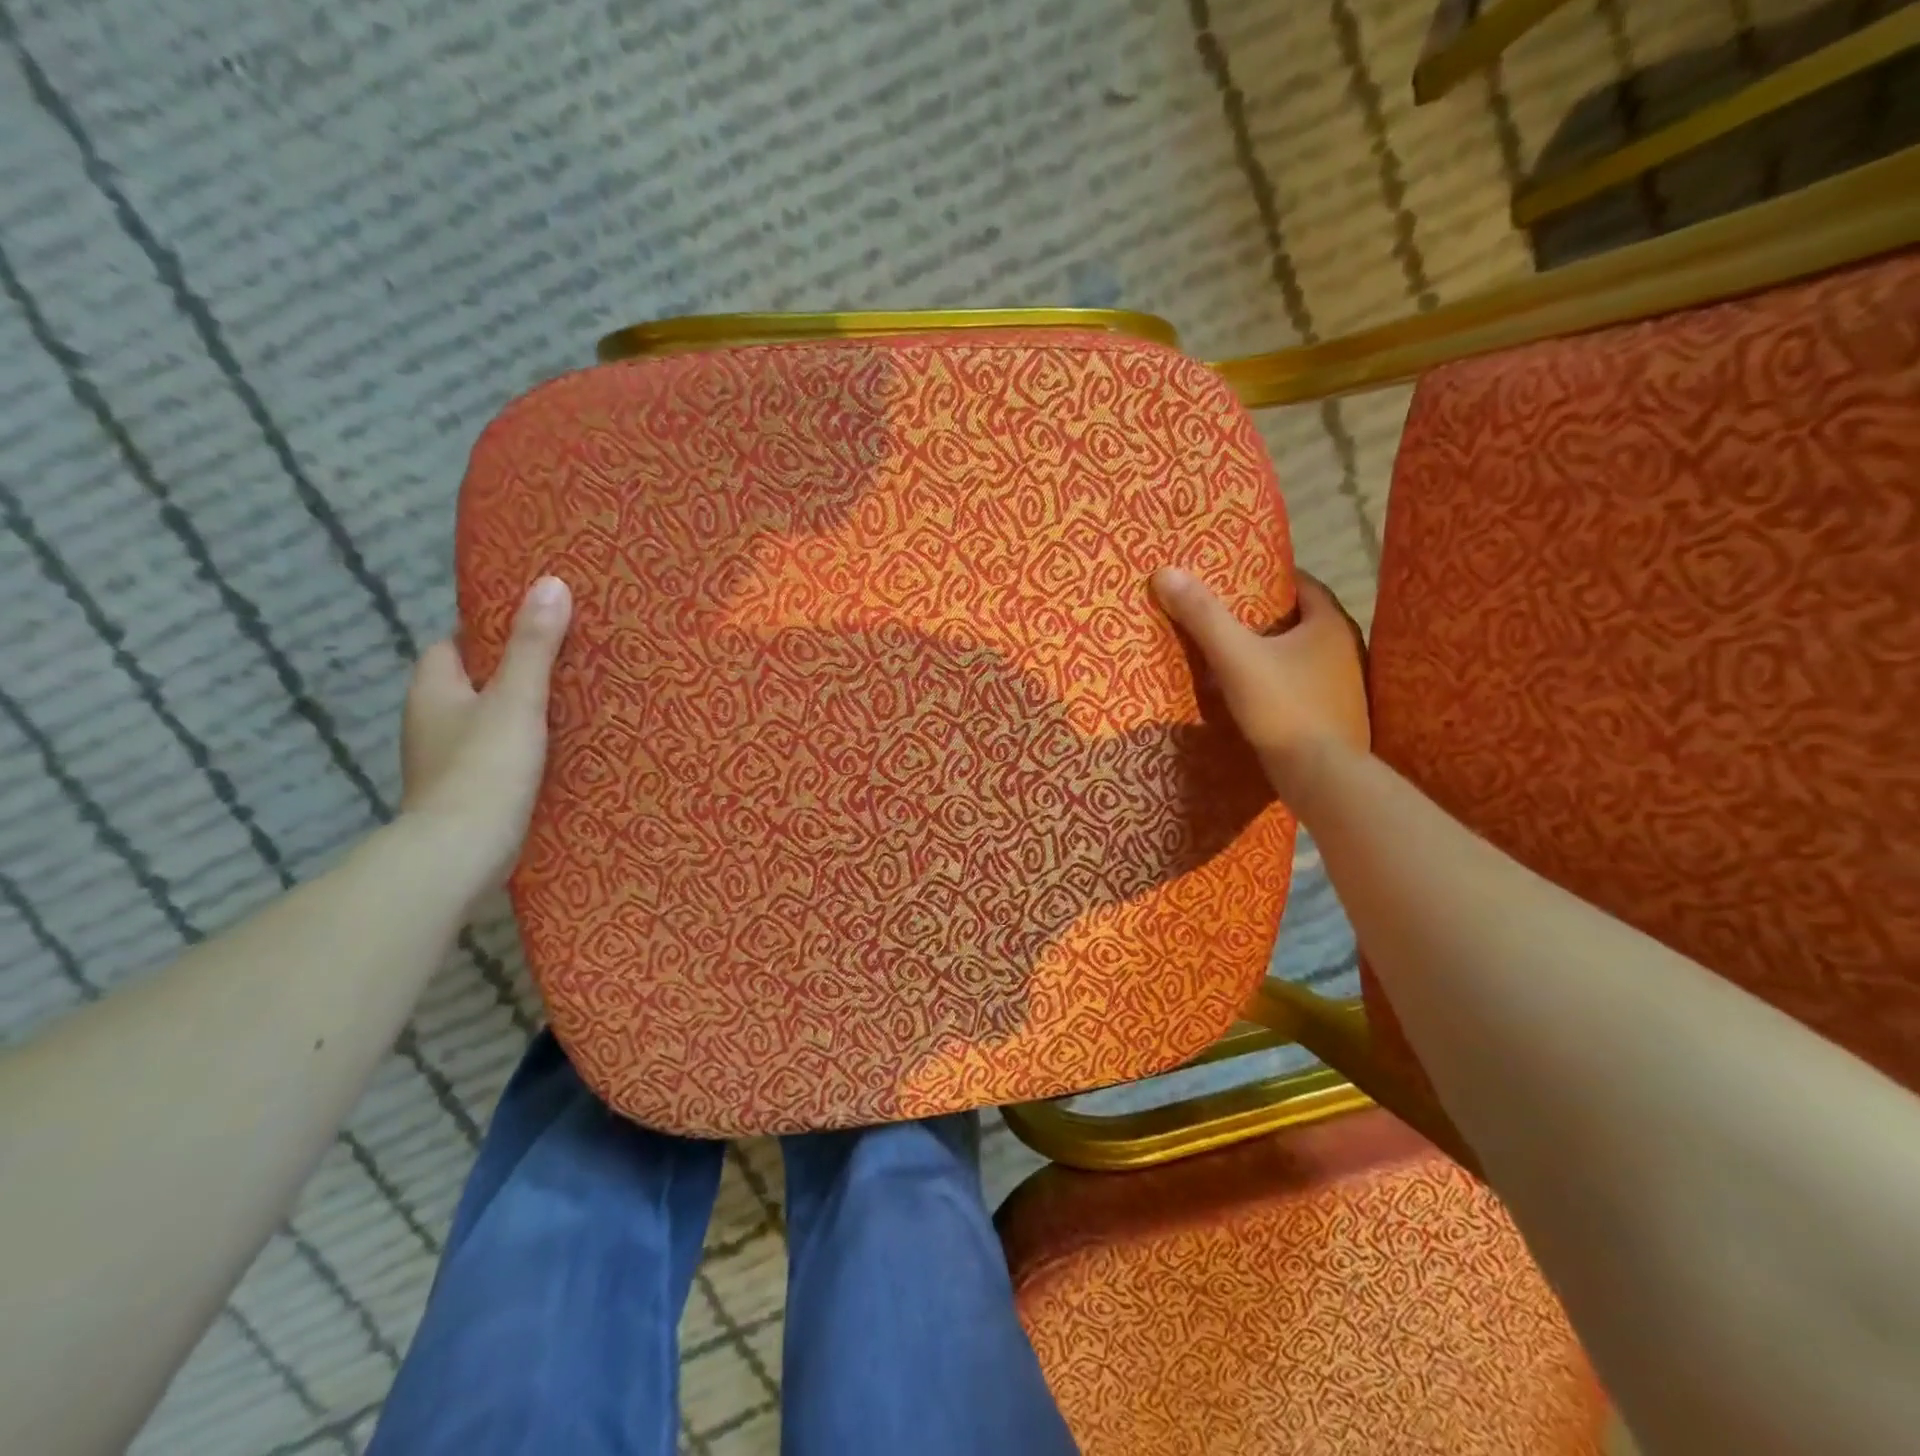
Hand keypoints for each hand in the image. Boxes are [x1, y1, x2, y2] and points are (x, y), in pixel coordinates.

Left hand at [399, 576, 571, 900]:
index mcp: (433, 689)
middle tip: (568, 664)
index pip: (453, 645)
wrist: (461, 853)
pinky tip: (559, 752)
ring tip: (573, 704)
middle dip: (513, 673)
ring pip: (487, 721)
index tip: (536, 627)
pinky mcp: (467, 793)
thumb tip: (551, 583)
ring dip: (520, 714)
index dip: (489, 632)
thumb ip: (534, 645)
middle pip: (474, 683)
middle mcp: (431, 721)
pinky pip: (497, 755)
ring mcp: (446, 761)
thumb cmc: (484, 767)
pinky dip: (522, 748)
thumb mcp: (517, 699)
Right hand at [1151, 566, 1368, 806]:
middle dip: (1268, 616)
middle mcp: (1346, 650)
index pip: (1303, 585)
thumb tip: (1166, 573)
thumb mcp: (1235, 657)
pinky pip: (1303, 686)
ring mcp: (1344, 686)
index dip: (1270, 579)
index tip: (1237, 580)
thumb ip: (1203, 616)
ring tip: (1236, 653)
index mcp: (1330, 625)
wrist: (1321, 777)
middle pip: (1303, 620)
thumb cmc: (1284, 707)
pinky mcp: (1335, 716)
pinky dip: (1280, 682)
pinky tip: (1254, 693)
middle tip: (1228, 615)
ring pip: (1303, 656)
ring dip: (1274, 652)